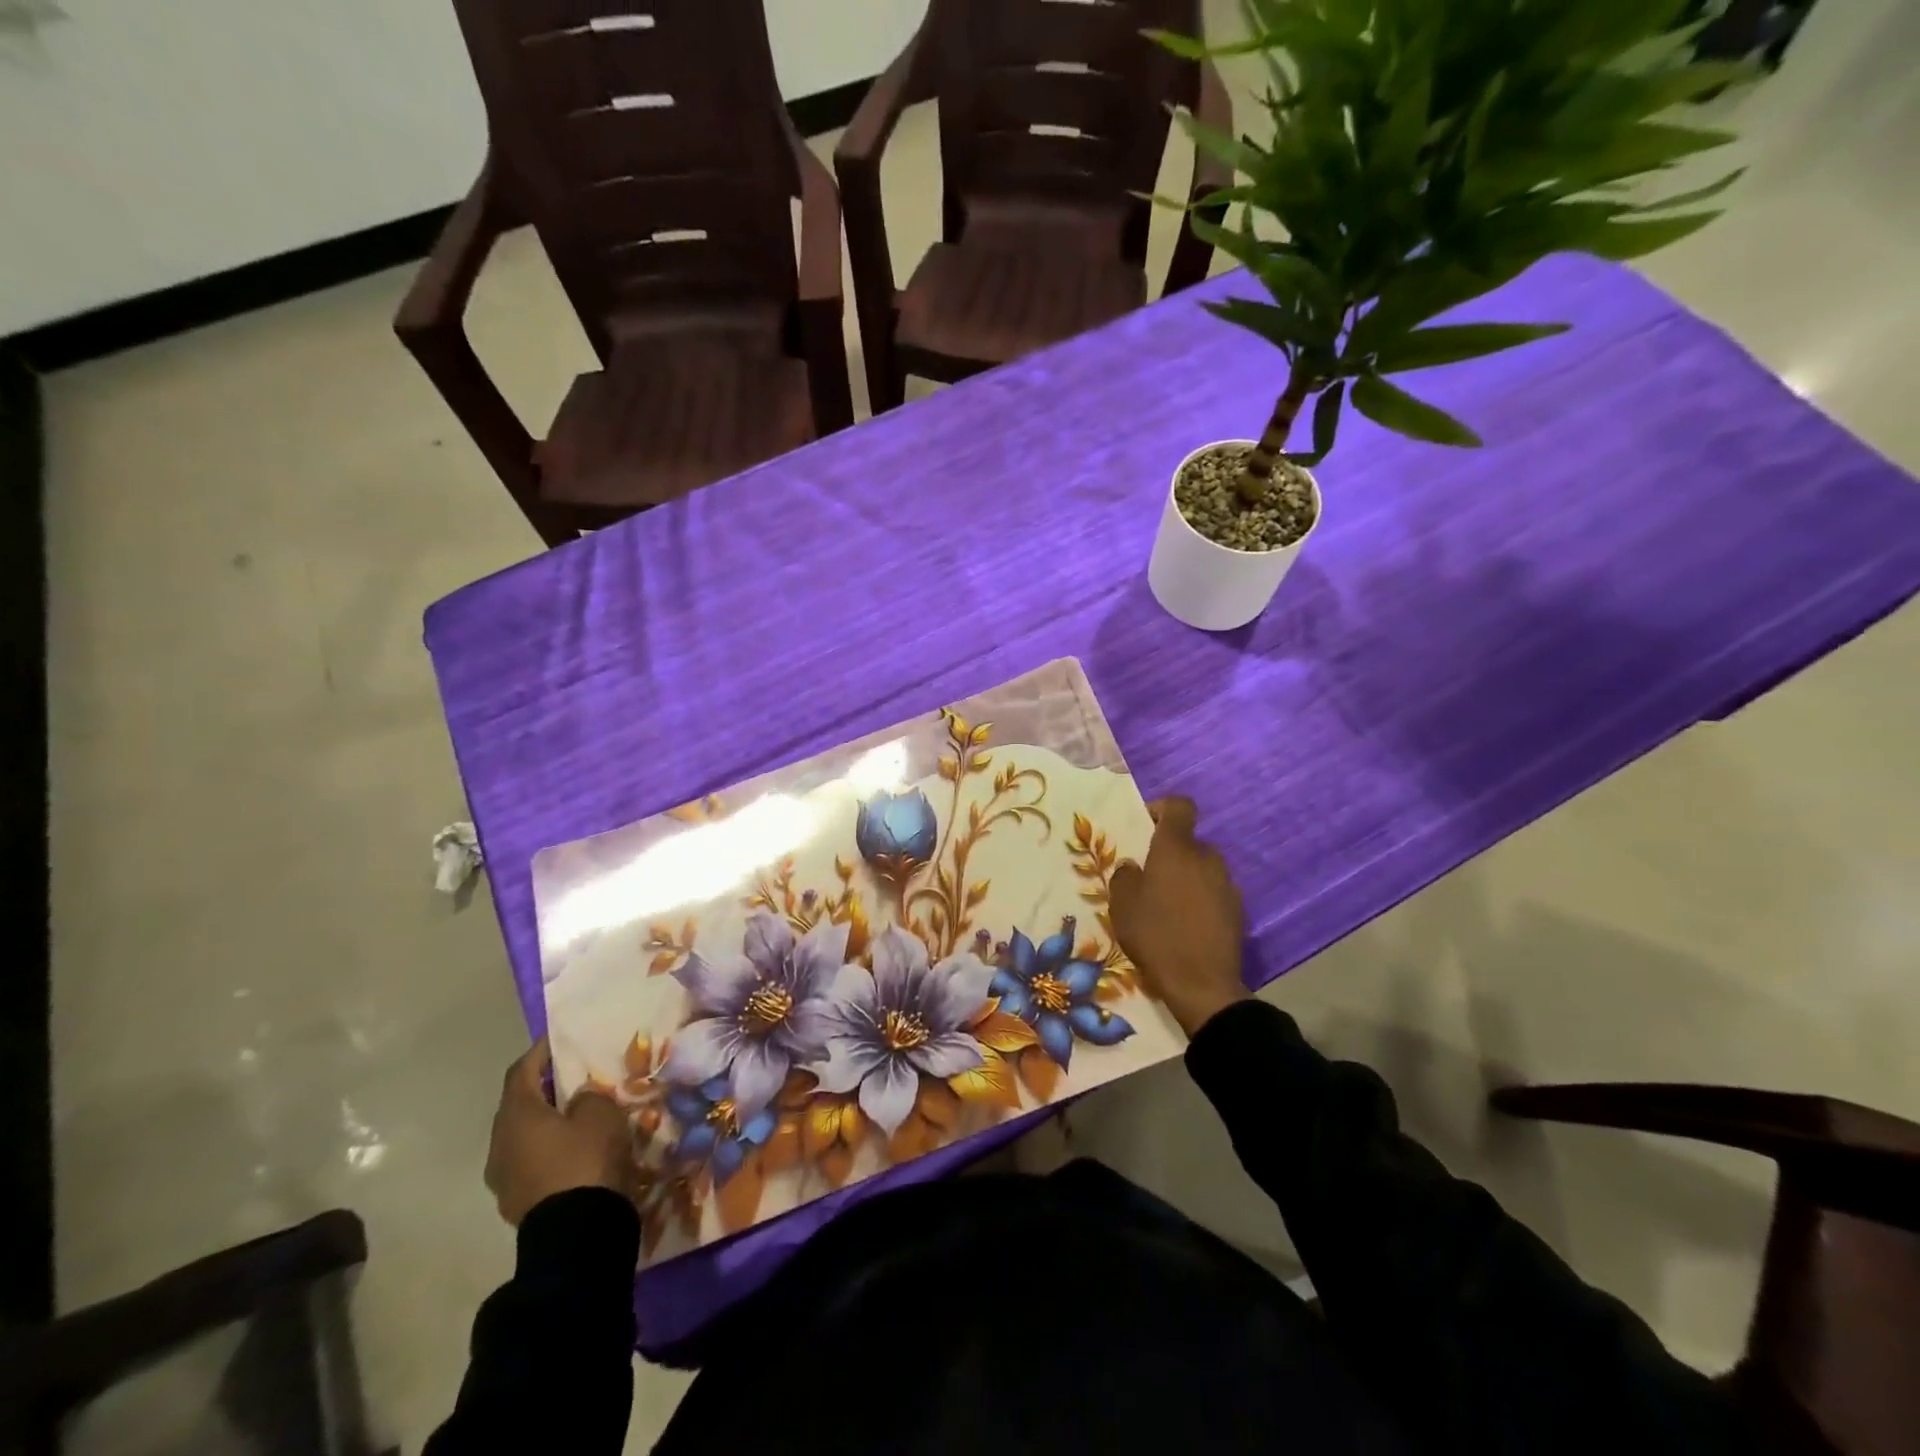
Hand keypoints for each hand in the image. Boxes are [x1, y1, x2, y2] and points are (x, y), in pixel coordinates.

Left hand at [485, 1040, 634, 1225]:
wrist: (575, 1235)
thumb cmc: (585, 1160)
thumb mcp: (600, 1113)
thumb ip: (587, 1096)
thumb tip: (576, 1100)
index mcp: (516, 1115)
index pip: (521, 1071)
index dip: (540, 1052)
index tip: (560, 1039)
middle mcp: (499, 1143)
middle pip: (520, 1104)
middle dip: (545, 1088)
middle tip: (574, 1075)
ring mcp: (504, 1177)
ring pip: (524, 1136)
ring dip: (547, 1121)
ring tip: (578, 1113)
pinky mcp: (517, 1201)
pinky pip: (532, 1161)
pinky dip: (549, 1148)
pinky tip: (575, 1148)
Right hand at [1109, 797, 1247, 1036]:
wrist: (1202, 985)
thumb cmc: (1155, 937)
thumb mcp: (1122, 906)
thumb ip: (1124, 877)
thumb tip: (1133, 867)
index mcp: (1176, 849)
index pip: (1179, 806)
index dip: (1162, 808)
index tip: (1146, 826)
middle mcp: (1206, 858)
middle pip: (1189, 841)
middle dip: (1170, 853)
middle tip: (1150, 878)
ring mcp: (1226, 883)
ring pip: (1202, 867)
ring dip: (1187, 877)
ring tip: (1168, 905)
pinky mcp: (1238, 909)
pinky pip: (1214, 891)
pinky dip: (1201, 898)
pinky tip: (1188, 924)